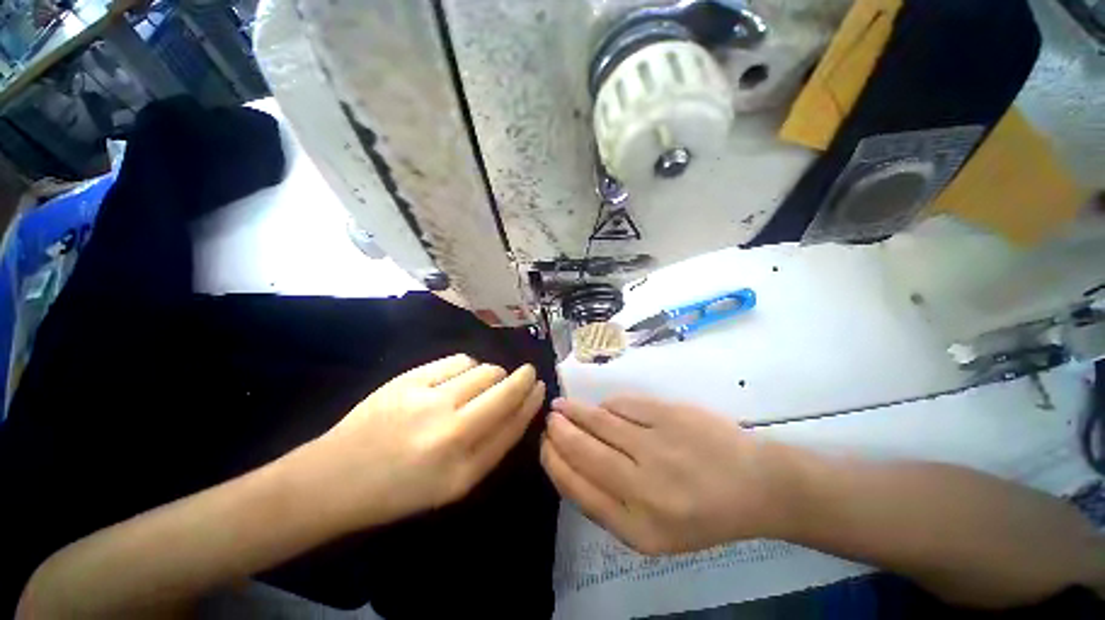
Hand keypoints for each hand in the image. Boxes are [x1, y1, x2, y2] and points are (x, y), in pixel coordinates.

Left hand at [307, 354, 544, 529]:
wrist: (334, 479)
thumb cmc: (399, 488)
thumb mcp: (453, 483)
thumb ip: (491, 447)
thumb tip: (519, 407)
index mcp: (462, 471)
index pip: (512, 425)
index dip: (531, 402)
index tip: (540, 386)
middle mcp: (449, 433)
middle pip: (504, 391)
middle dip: (523, 378)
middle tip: (525, 374)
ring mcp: (427, 402)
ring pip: (484, 371)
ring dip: (493, 374)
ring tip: (480, 385)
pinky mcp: (408, 380)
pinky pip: (459, 360)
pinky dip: (469, 366)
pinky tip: (460, 377)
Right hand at [541, 395, 794, 554]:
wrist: (755, 485)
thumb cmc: (702, 514)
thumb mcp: (653, 533)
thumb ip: (609, 504)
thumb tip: (571, 464)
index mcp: (638, 528)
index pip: (578, 488)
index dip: (554, 462)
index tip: (544, 445)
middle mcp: (644, 487)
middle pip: (584, 451)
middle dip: (558, 432)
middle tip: (549, 420)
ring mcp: (657, 446)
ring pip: (599, 422)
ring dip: (574, 412)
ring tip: (561, 406)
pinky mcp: (668, 415)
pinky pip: (623, 405)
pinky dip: (606, 406)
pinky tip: (602, 408)